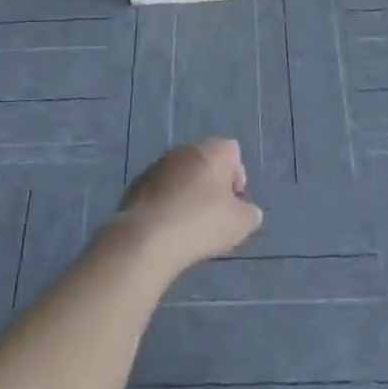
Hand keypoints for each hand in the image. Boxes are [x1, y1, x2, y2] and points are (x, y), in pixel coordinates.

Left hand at [112, 139, 262, 271]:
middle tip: (214, 213)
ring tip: (188, 224)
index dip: (237, 175)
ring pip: (181, 174)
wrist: (147, 238)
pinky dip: (166, 202)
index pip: (232, 151)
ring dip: (187, 192)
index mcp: (211, 152)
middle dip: (212, 183)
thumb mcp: (240, 224)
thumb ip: (250, 213)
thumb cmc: (201, 223)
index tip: (234, 202)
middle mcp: (184, 150)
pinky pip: (160, 189)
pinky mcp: (137, 183)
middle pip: (205, 160)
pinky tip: (167, 227)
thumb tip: (247, 211)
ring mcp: (157, 165)